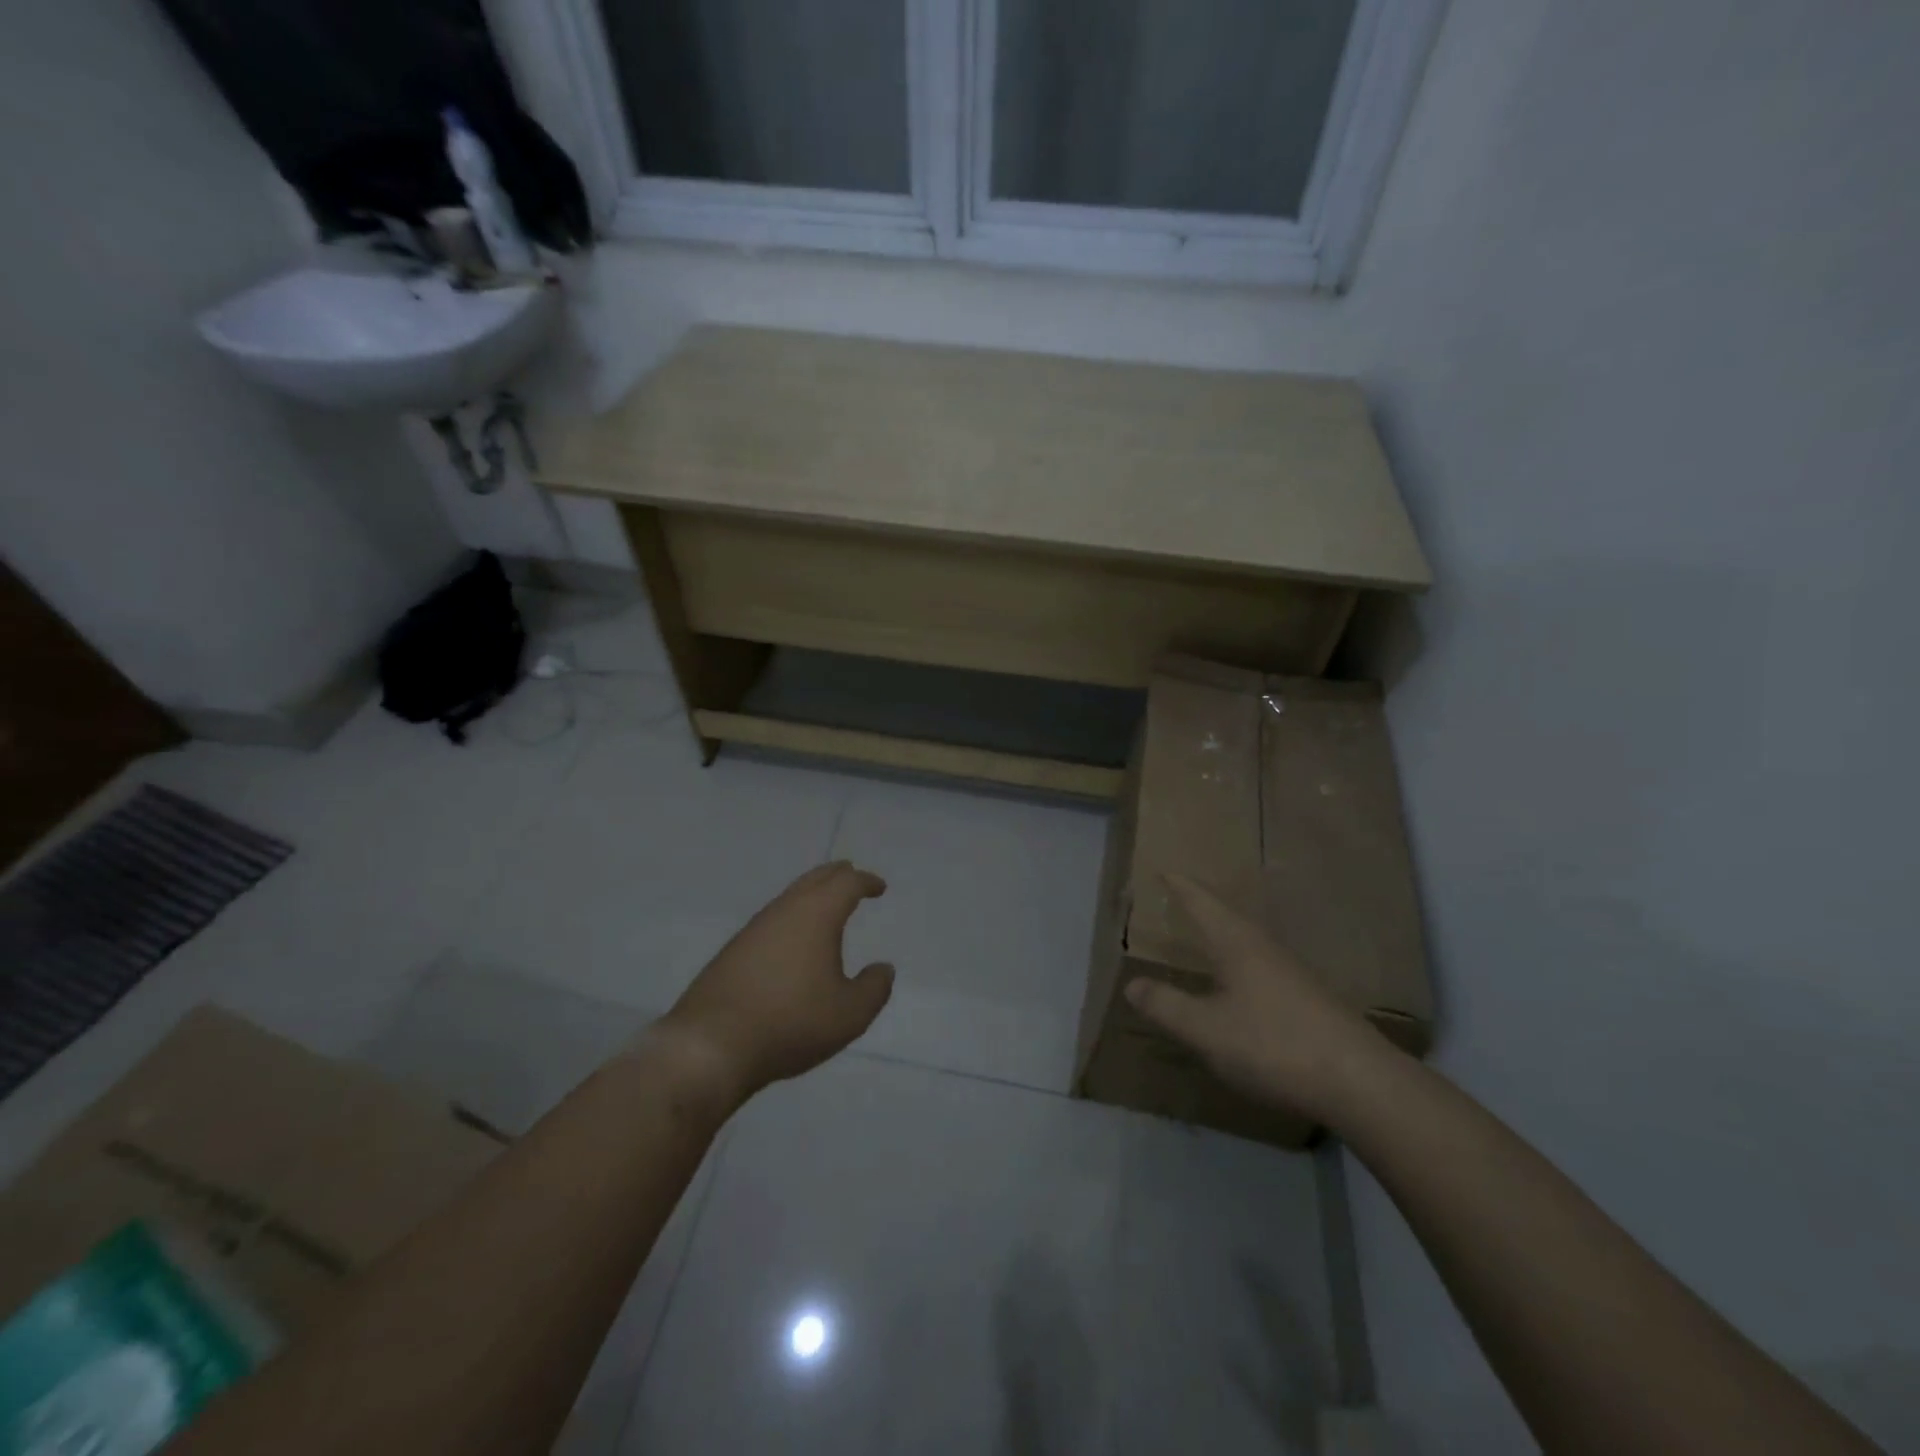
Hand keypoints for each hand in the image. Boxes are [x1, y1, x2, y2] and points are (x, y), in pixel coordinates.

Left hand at [657, 861, 894, 1103]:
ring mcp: (754, 929)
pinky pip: (772, 920)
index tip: (878, 887)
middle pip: (814, 879)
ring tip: (826, 906)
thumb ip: (874, 988)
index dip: (866, 882)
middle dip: (836, 875)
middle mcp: (784, 911)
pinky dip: (791, 917)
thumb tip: (883, 968)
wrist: (711, 1045)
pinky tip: (792, 940)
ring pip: (789, 897)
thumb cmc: (791, 1023)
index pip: (846, 884)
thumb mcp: (850, 1014)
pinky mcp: (733, 951)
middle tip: (852, 876)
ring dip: (811, 895)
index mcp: (816, 915)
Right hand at [1125, 875, 1391, 1123]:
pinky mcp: (1309, 1001)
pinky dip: (1241, 963)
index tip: (1164, 870)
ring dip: (1224, 933)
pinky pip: (1263, 967)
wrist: (1360, 1082)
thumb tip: (1131, 984)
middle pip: (1228, 917)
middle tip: (1180, 897)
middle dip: (1202, 906)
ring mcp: (1292, 974)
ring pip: (1249, 942)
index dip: (1181, 887)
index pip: (1203, 904)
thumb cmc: (1274, 1044)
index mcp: (1237, 944)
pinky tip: (1241, 984)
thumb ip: (1167, 1006)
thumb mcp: (1206, 1029)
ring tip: (1206, 935)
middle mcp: (1265, 949)